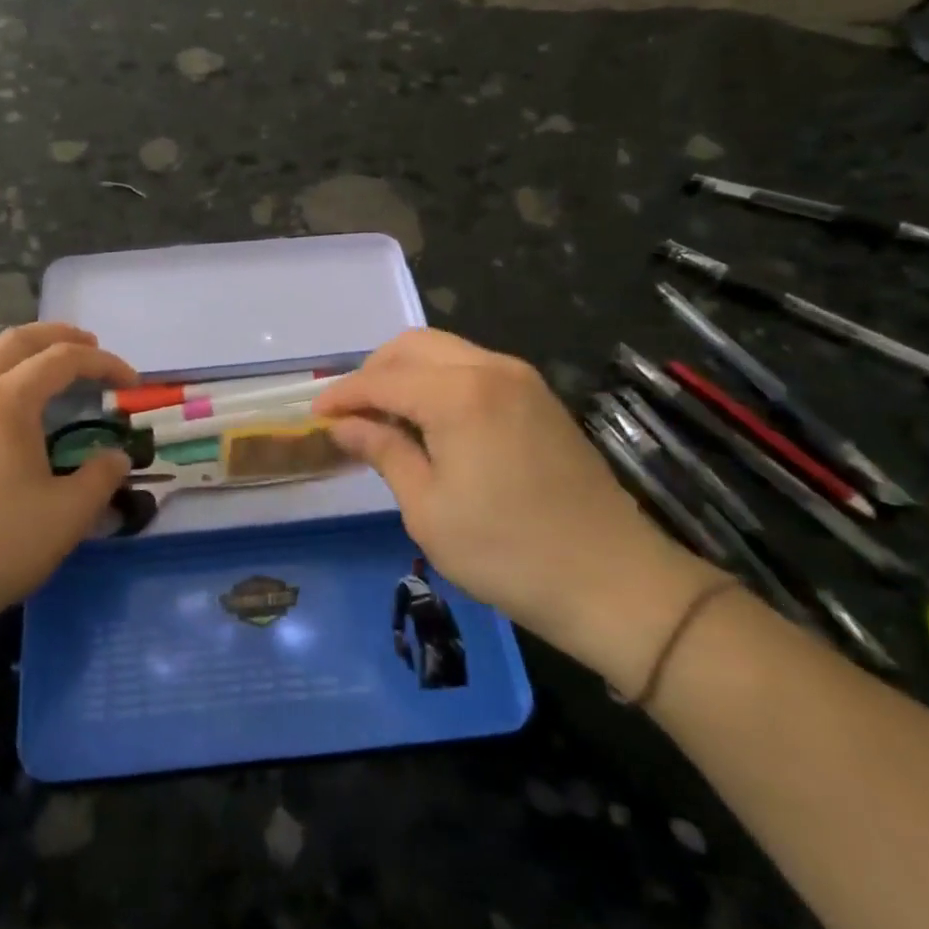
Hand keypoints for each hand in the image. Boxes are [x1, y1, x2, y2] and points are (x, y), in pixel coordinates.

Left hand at [0, 323, 136, 649]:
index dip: (103, 363)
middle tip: (90, 345)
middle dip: (57, 336)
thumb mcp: (69, 513)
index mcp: (6, 401)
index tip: (132, 381)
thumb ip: (101, 476)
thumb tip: (116, 457)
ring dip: (11, 346)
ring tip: (35, 359)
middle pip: (14, 341)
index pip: (62, 360)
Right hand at [313, 330, 717, 688]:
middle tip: (350, 413)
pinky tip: (429, 420)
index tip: (314, 416)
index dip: (343, 395)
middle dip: (373, 372)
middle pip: (413, 346)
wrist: (614, 581)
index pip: (382, 379)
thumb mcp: (427, 508)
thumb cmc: (508, 552)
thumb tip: (342, 424)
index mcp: (459, 393)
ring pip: (444, 350)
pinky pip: (473, 367)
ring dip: (406, 373)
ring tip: (385, 416)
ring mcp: (520, 379)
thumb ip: (383, 451)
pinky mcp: (538, 397)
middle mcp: (490, 368)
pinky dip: (439, 380)